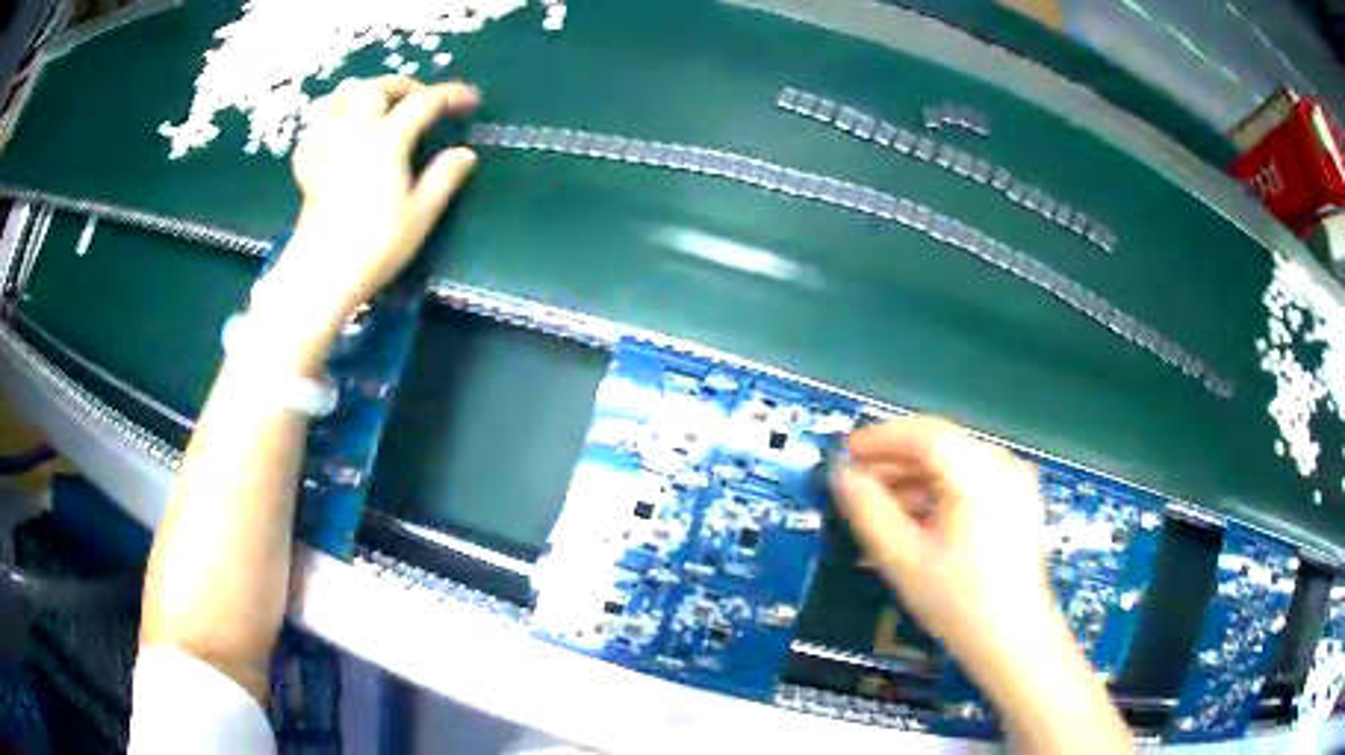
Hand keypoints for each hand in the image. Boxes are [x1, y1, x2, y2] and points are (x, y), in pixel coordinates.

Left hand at [247, 77, 479, 369]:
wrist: (322, 273)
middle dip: (402, 84)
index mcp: (387, 141)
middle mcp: (354, 133)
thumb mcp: (420, 215)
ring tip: (376, 105)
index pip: (423, 102)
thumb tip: (465, 153)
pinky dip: (328, 123)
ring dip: (361, 93)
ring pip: (338, 99)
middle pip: (375, 88)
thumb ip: (444, 178)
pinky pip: (313, 131)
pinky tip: (337, 133)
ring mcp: (326, 147)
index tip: (470, 101)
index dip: (450, 95)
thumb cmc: (375, 245)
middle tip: (420, 98)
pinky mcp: (308, 167)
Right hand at [831, 416, 1054, 667]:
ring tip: (879, 506)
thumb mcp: (903, 558)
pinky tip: (914, 521)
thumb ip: (867, 510)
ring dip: (914, 479)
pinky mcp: (1018, 503)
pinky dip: (938, 493)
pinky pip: (971, 483)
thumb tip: (842, 474)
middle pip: (942, 446)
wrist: (1013, 641)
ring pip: (955, 464)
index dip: (881, 438)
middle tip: (856, 482)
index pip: (925, 434)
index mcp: (980, 473)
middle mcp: (1004, 465)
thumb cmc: (958, 602)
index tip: (845, 451)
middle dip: (895, 460)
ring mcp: (1015, 483)